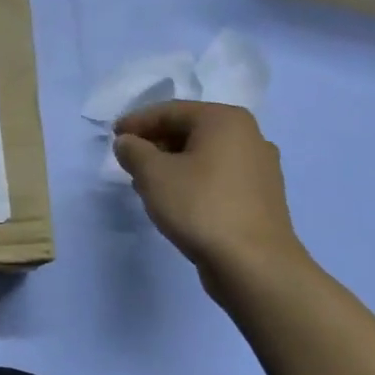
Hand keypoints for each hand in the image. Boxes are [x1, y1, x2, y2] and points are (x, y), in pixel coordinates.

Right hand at [113, 102, 306, 288]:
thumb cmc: (200, 206)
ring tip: (146, 183)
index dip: (137, 122)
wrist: (253, 264)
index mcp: (225, 120)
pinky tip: (175, 200)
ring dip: (172, 164)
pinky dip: (192, 180)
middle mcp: (249, 136)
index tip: (113, 136)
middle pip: (189, 130)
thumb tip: (127, 142)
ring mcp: (259, 168)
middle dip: (155, 143)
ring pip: (203, 155)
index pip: (170, 111)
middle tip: (128, 160)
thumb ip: (133, 151)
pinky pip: (218, 177)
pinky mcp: (260, 197)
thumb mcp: (153, 174)